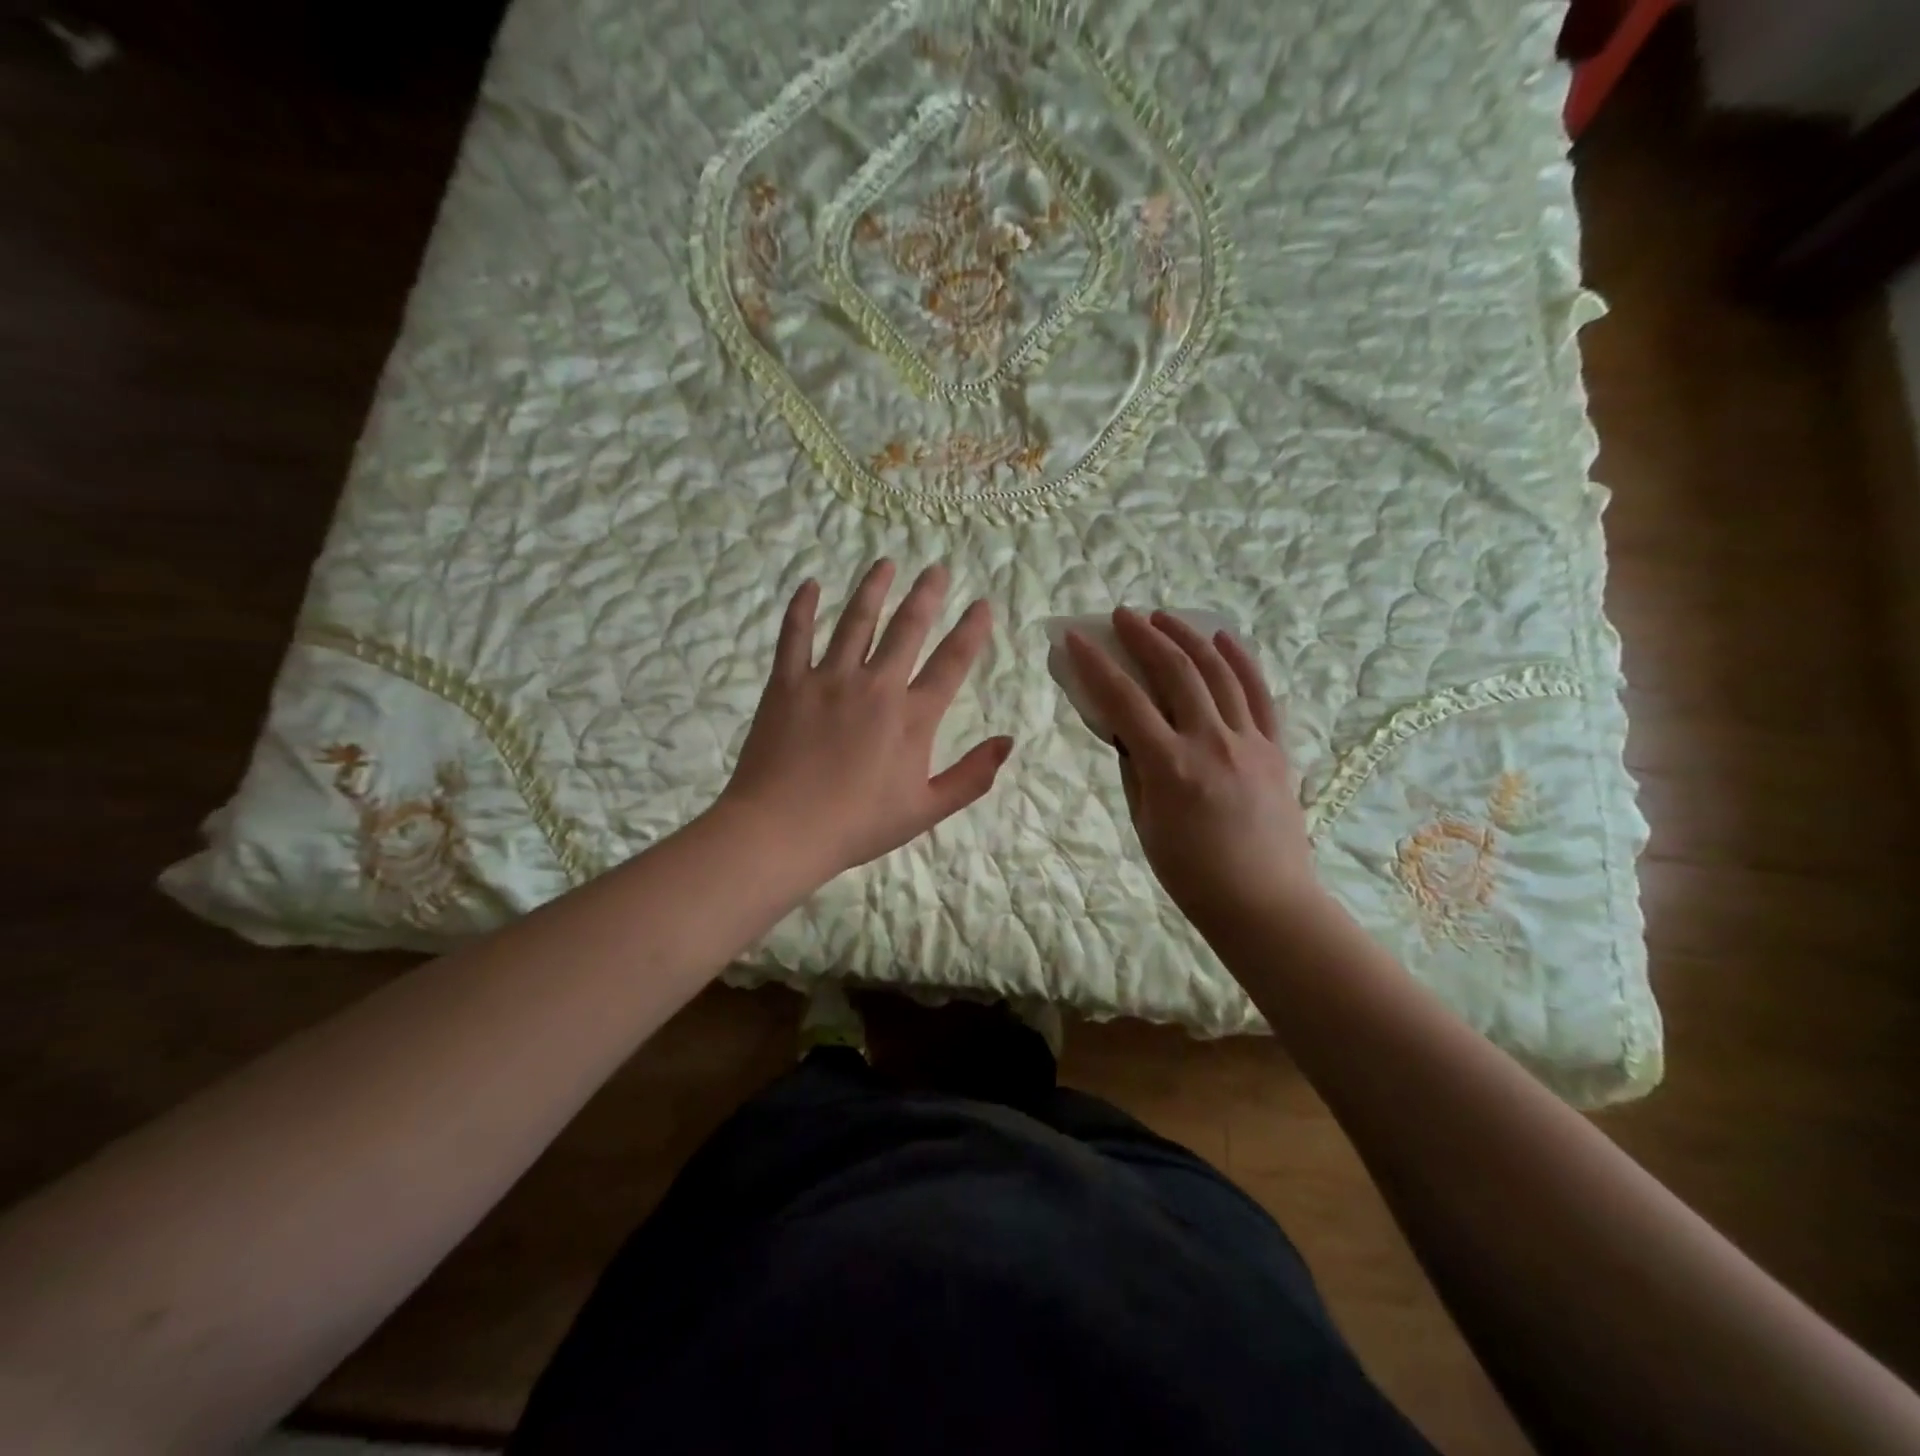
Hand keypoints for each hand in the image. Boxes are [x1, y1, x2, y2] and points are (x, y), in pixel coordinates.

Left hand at [718, 560, 1012, 881]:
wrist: (782, 830)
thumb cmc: (858, 825)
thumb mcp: (925, 810)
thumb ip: (971, 776)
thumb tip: (1008, 742)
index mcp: (912, 718)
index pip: (951, 663)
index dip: (970, 631)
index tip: (982, 604)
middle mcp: (875, 686)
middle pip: (907, 629)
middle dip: (926, 595)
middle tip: (937, 568)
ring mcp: (829, 679)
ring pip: (856, 621)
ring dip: (873, 589)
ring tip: (886, 563)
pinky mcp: (788, 683)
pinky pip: (795, 635)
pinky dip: (802, 607)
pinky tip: (809, 584)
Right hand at [1066, 609, 1320, 932]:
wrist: (1264, 903)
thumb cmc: (1191, 874)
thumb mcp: (1145, 822)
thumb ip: (1134, 768)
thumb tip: (1126, 729)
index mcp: (1170, 767)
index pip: (1123, 700)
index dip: (1095, 664)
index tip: (1075, 638)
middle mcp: (1211, 743)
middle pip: (1175, 672)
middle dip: (1144, 636)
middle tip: (1122, 616)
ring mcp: (1250, 742)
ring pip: (1218, 672)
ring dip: (1188, 637)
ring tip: (1165, 617)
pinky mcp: (1276, 748)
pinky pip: (1260, 694)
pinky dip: (1241, 660)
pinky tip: (1224, 637)